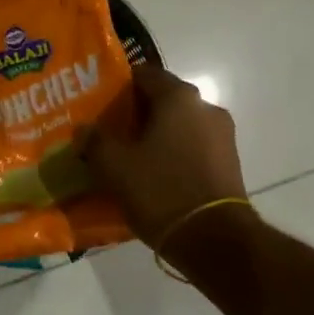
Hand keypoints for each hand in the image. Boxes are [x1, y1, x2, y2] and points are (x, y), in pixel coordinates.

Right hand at [83, 64, 249, 244]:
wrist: (214, 240)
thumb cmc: (160, 191)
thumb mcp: (114, 166)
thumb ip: (94, 141)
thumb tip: (84, 129)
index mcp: (178, 98)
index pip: (144, 74)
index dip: (118, 86)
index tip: (98, 104)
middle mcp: (205, 107)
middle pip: (163, 100)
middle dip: (135, 114)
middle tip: (108, 132)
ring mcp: (223, 136)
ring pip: (179, 126)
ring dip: (155, 136)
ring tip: (128, 158)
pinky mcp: (229, 163)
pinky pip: (192, 148)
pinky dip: (172, 155)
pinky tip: (153, 176)